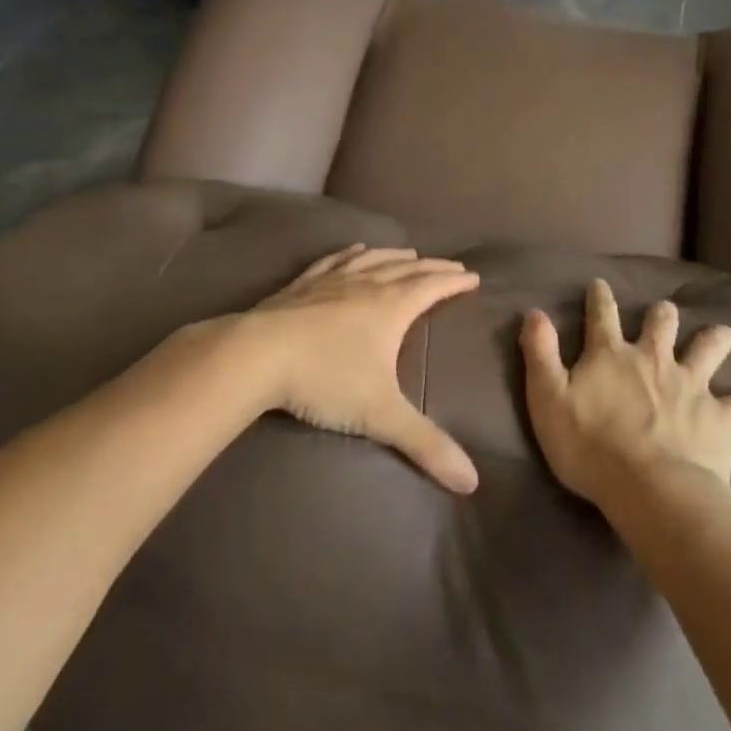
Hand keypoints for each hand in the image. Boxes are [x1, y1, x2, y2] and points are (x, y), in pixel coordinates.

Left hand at [239, 244, 481, 494]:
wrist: (257, 355)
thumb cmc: (325, 379)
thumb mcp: (380, 415)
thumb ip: (425, 445)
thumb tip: (471, 481)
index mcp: (391, 307)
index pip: (432, 287)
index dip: (454, 280)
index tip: (473, 275)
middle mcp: (367, 284)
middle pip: (407, 268)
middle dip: (433, 267)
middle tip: (452, 264)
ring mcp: (333, 280)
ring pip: (374, 259)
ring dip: (396, 255)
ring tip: (410, 253)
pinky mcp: (304, 284)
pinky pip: (336, 260)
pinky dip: (352, 252)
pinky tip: (355, 249)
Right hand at [520, 279, 730, 506]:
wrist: (650, 489)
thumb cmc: (590, 447)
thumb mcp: (548, 398)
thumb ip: (540, 353)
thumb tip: (533, 311)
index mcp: (612, 355)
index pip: (601, 316)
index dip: (599, 298)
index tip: (600, 284)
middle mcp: (653, 359)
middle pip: (661, 324)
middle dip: (662, 314)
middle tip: (665, 311)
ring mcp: (690, 384)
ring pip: (707, 349)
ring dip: (715, 339)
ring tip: (723, 332)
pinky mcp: (721, 416)